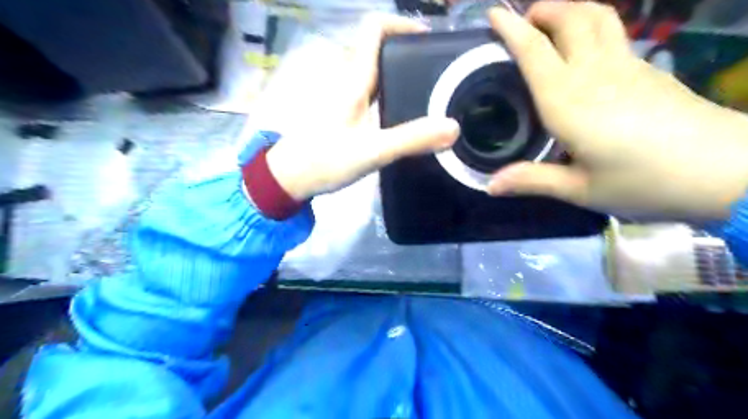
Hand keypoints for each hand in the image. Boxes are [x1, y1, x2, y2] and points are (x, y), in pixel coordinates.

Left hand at [262, 15, 462, 199]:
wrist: (289, 178)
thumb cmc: (324, 160)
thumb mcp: (371, 151)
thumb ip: (410, 139)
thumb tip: (452, 127)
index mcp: (353, 79)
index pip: (374, 29)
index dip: (401, 25)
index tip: (429, 41)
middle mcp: (347, 80)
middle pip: (378, 50)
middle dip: (408, 54)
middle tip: (438, 73)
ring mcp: (342, 97)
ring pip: (374, 72)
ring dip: (400, 75)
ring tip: (428, 93)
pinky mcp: (341, 113)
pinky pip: (369, 93)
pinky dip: (389, 94)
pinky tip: (403, 114)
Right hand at [488, 3, 747, 219]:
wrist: (726, 169)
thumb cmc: (644, 181)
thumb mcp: (580, 189)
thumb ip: (532, 180)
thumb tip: (490, 186)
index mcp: (568, 103)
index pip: (535, 52)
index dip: (512, 29)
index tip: (494, 14)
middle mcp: (594, 74)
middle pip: (571, 18)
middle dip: (544, 9)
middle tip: (523, 20)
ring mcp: (626, 66)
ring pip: (598, 17)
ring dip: (571, 9)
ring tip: (551, 22)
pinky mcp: (647, 70)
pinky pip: (613, 34)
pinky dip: (591, 27)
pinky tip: (585, 49)